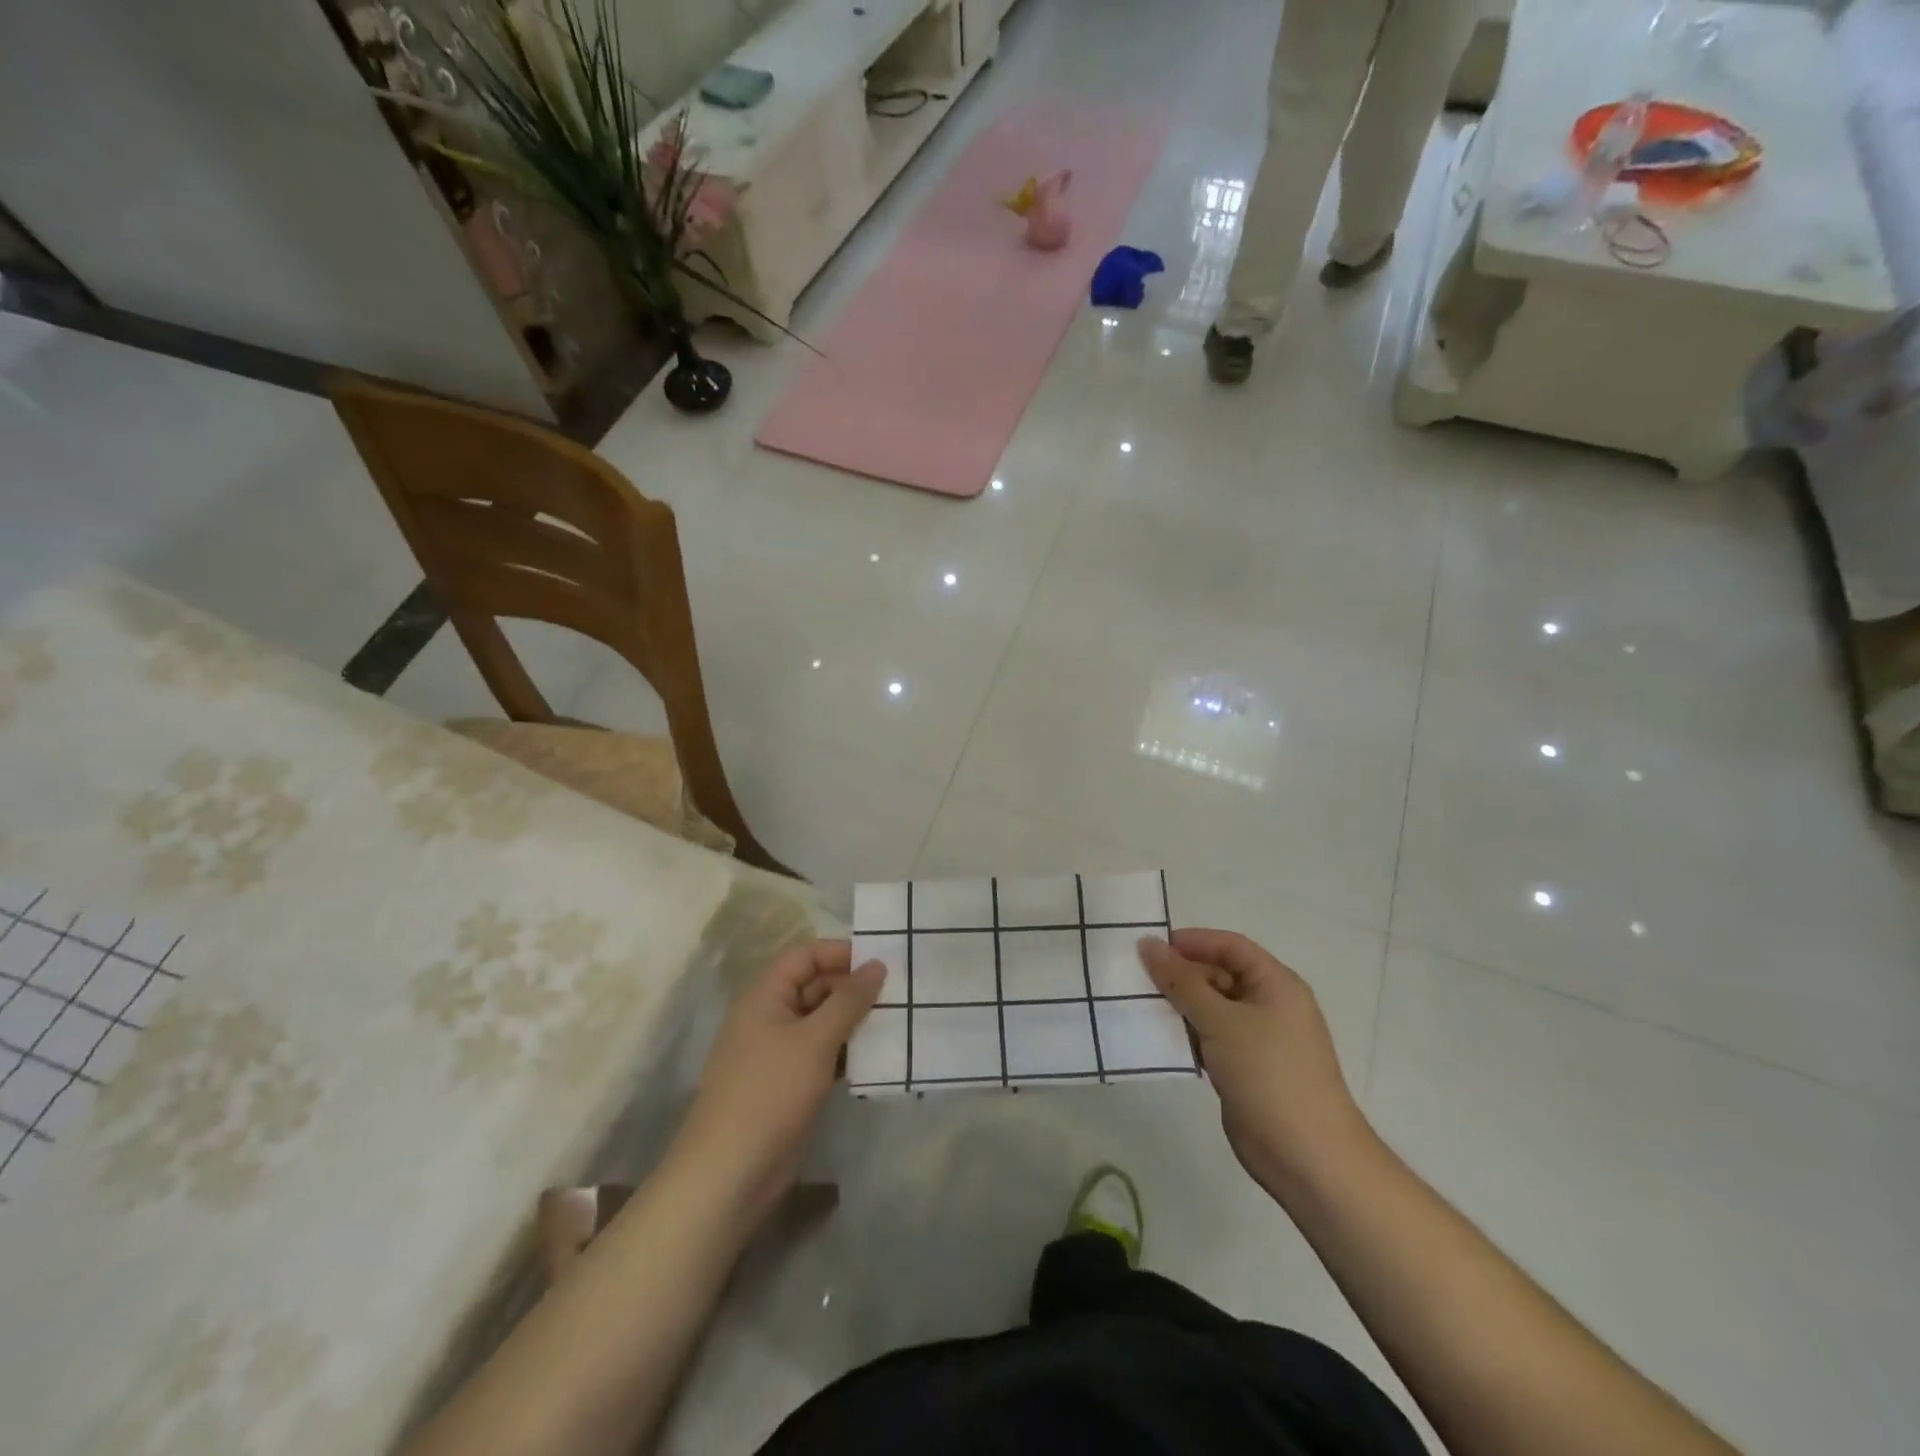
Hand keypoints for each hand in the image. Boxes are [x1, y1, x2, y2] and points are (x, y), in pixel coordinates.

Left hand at [674, 941, 883, 1223]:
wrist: (729, 1175)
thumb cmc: (770, 1092)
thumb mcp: (815, 1040)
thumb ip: (849, 1000)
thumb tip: (877, 964)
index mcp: (765, 995)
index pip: (805, 955)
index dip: (840, 953)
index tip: (881, 962)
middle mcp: (769, 1016)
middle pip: (815, 986)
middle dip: (853, 988)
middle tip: (898, 994)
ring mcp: (778, 1052)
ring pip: (822, 1022)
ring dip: (854, 1022)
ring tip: (896, 1022)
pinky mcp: (788, 1083)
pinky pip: (822, 1053)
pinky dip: (846, 1052)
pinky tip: (878, 1058)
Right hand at [1139, 929, 1370, 1196]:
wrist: (1307, 1157)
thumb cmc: (1268, 1074)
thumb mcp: (1220, 1020)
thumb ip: (1181, 981)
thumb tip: (1148, 945)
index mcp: (1276, 984)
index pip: (1230, 946)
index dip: (1192, 941)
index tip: (1151, 947)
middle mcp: (1269, 1005)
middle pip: (1219, 974)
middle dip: (1180, 975)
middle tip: (1137, 979)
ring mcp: (1258, 1039)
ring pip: (1212, 1008)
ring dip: (1180, 1006)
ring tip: (1139, 1005)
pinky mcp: (1246, 1068)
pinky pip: (1211, 1037)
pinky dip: (1187, 1034)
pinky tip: (1158, 1038)